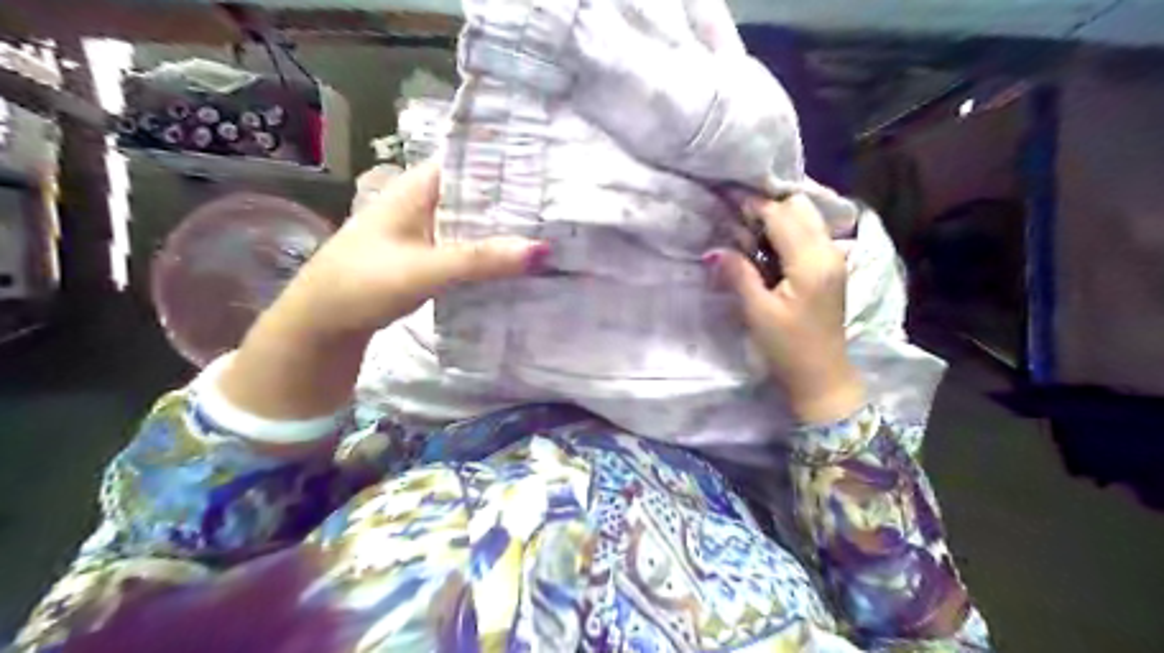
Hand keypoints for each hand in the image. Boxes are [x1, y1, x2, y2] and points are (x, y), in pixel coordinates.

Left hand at [218, 160, 544, 421]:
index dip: (512, 162)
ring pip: (477, 222)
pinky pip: (470, 248)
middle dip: (517, 201)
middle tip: (565, 208)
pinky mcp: (430, 256)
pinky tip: (521, 262)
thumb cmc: (362, 283)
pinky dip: (493, 253)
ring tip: (555, 232)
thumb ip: (481, 259)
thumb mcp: (423, 268)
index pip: (473, 160)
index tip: (554, 171)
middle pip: (480, 193)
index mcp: (419, 186)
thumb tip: (544, 250)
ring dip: (507, 230)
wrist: (321, 325)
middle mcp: (426, 201)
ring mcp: (427, 230)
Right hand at [700, 195, 862, 422]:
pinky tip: (766, 244)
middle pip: (800, 207)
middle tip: (736, 216)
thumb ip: (739, 275)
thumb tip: (714, 250)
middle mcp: (829, 251)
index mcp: (811, 261)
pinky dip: (787, 230)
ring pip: (807, 217)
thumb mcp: (758, 312)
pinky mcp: (831, 268)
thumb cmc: (789, 348)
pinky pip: (810, 233)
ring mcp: (834, 258)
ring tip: (747, 228)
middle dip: (768, 204)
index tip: (726, 197)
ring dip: (778, 216)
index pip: (781, 216)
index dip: (753, 205)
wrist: (823, 376)